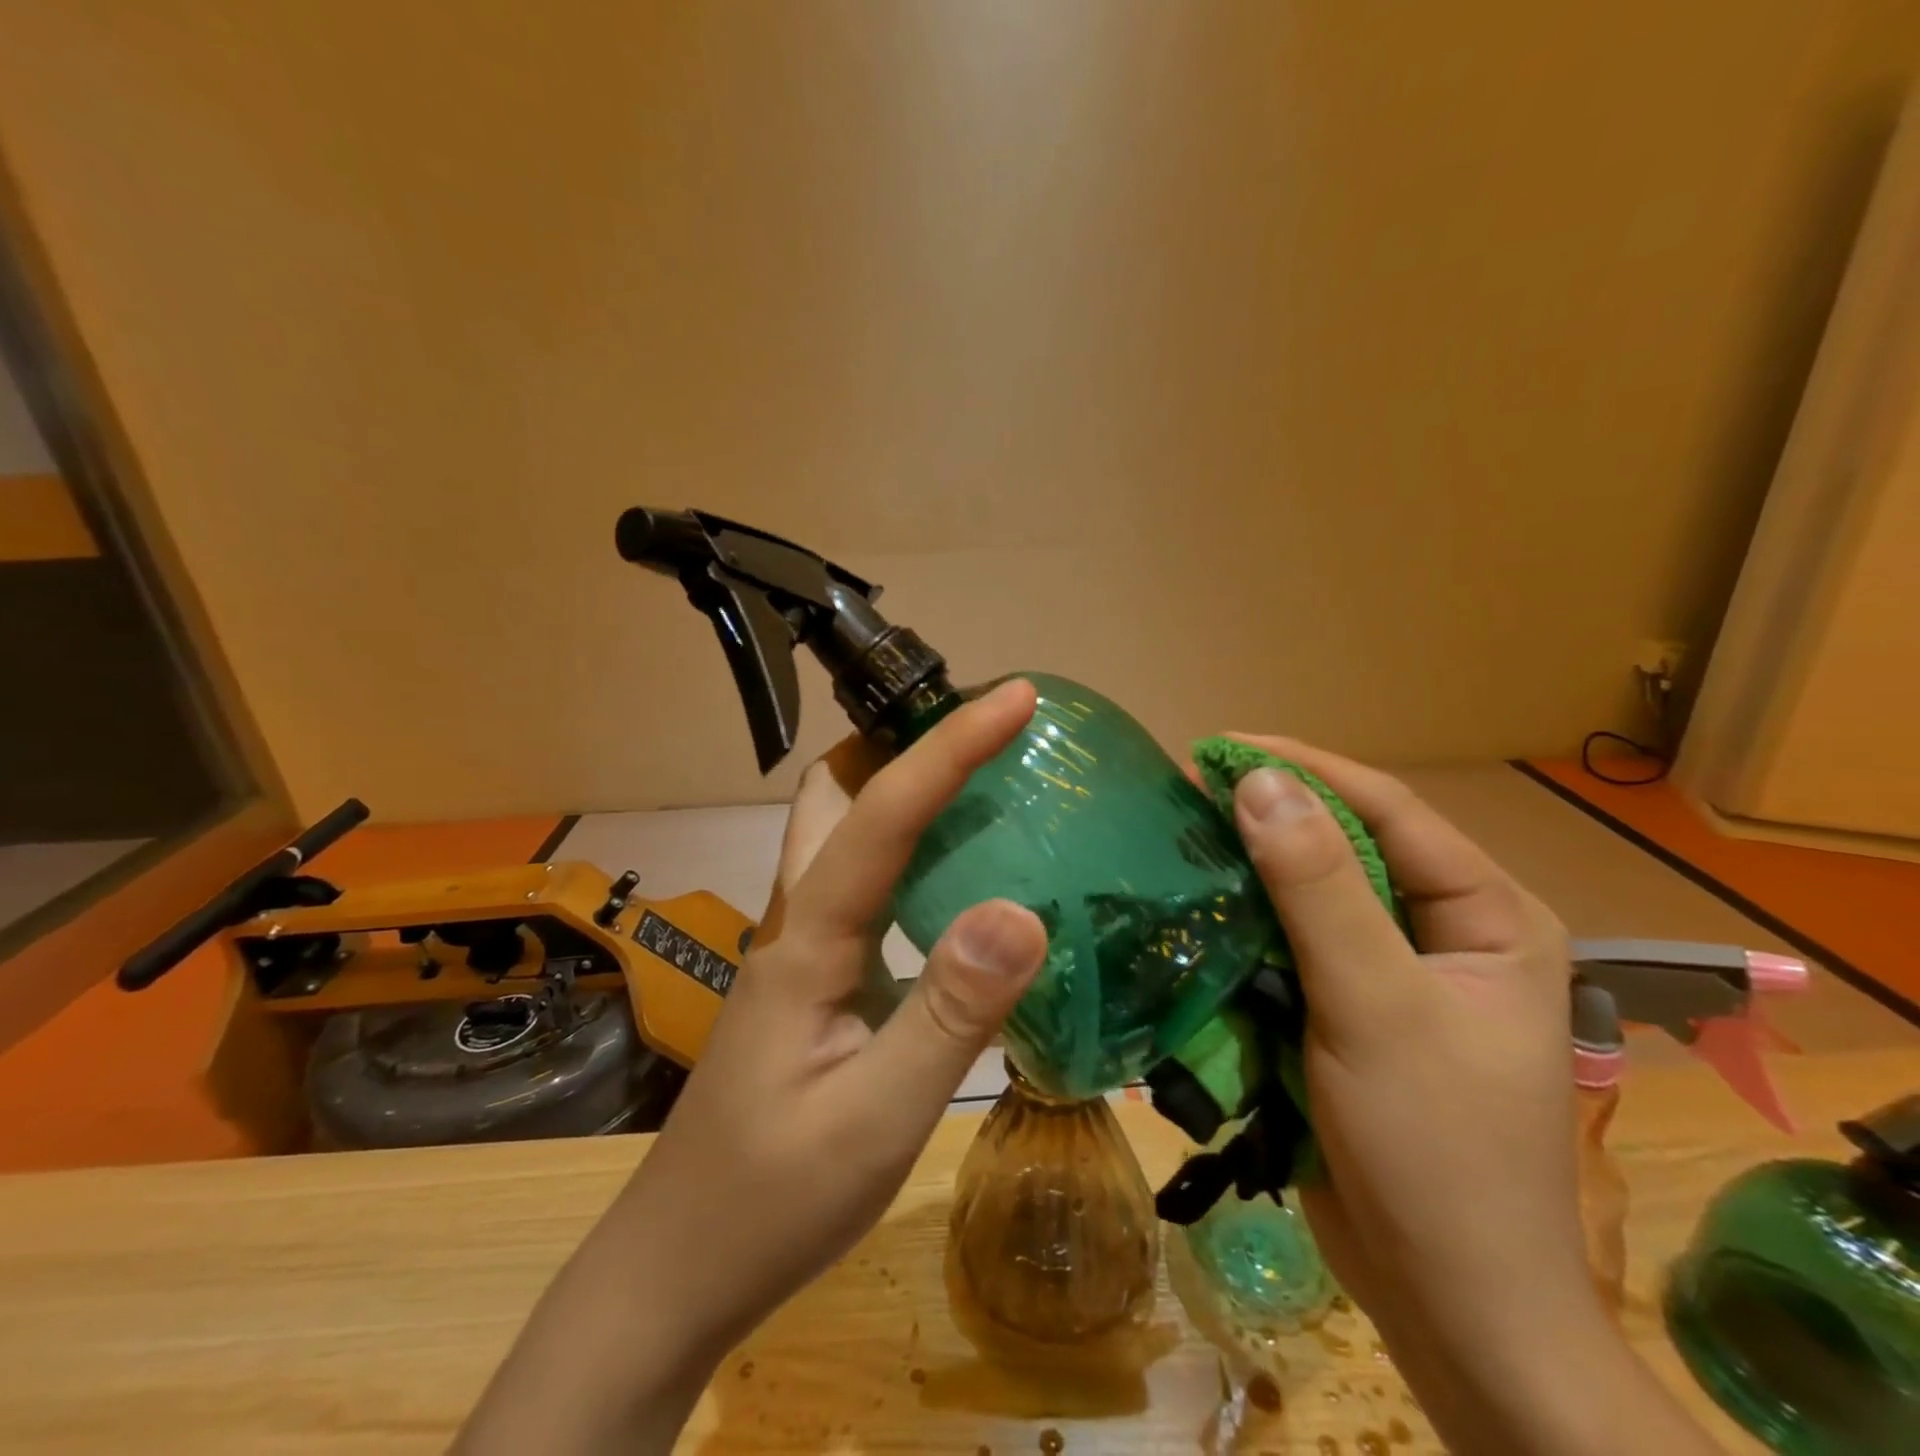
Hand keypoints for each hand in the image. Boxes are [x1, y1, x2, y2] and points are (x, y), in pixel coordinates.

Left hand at [457, 681, 1049, 1455]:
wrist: (679, 1268)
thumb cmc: (772, 1200)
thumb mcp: (876, 1120)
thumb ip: (950, 1015)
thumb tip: (1021, 913)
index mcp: (808, 938)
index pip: (883, 814)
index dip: (949, 747)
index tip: (1015, 698)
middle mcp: (798, 921)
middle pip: (835, 794)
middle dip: (900, 741)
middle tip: (977, 733)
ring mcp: (802, 950)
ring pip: (842, 834)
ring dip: (902, 790)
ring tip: (981, 786)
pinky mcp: (816, 981)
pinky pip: (864, 887)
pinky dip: (910, 855)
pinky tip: (956, 884)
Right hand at [1227, 736, 1718, 1454]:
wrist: (1449, 1307)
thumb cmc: (1433, 1150)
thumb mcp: (1374, 1004)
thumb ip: (1317, 889)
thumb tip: (1258, 783)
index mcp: (1487, 915)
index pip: (1388, 809)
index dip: (1304, 768)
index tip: (1217, 748)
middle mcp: (1446, 931)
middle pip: (1349, 845)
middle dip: (1271, 815)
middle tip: (1188, 789)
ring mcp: (1395, 974)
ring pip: (1314, 894)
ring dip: (1251, 868)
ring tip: (1182, 834)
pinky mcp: (1352, 1011)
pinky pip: (1293, 944)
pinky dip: (1246, 924)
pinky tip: (1198, 905)